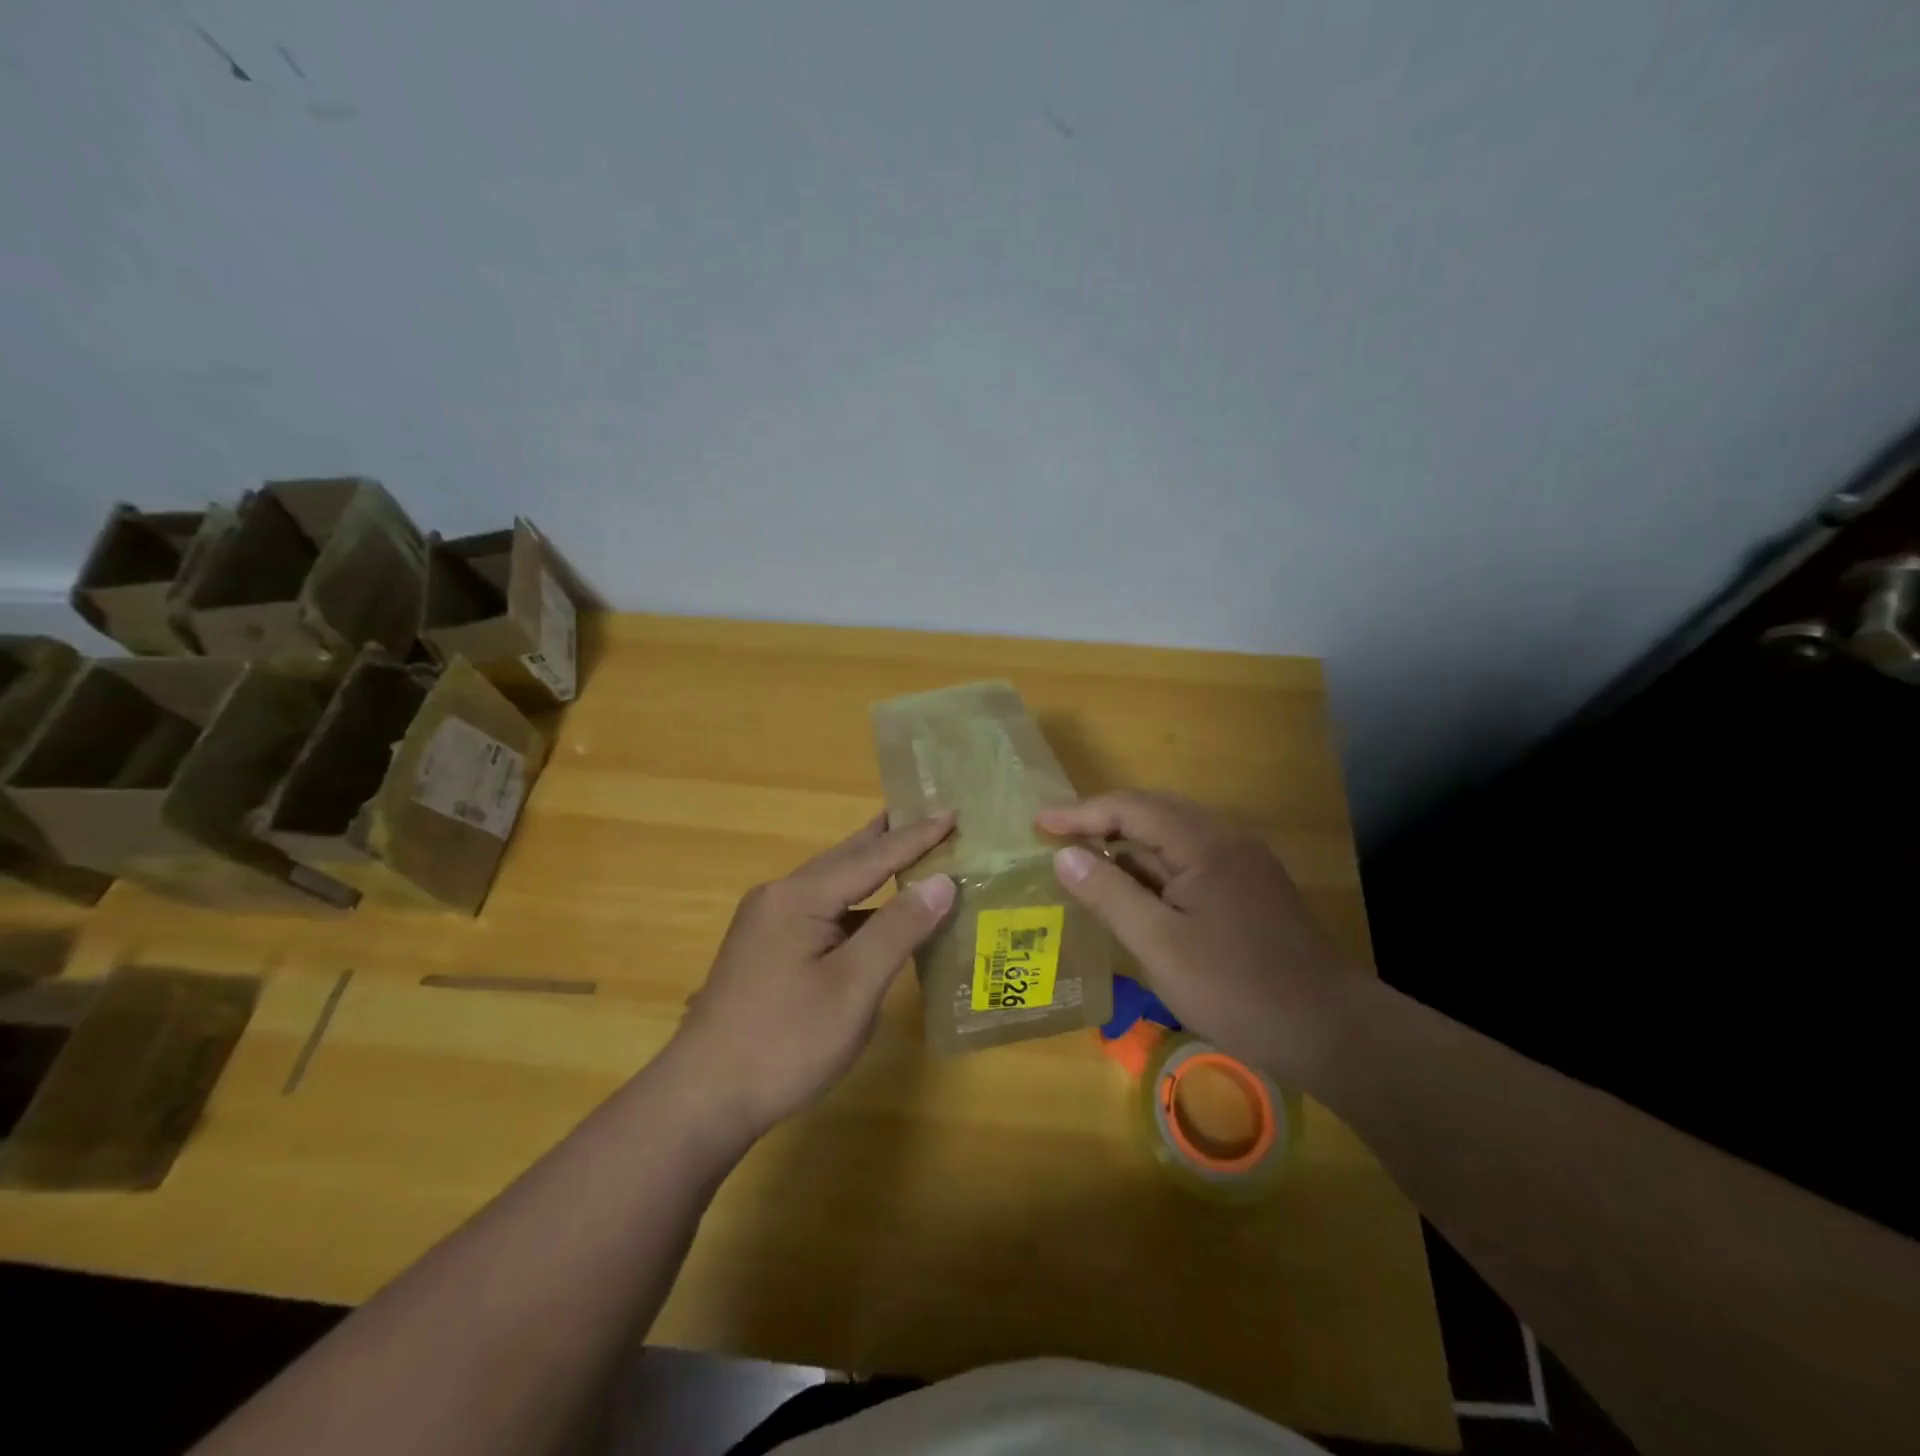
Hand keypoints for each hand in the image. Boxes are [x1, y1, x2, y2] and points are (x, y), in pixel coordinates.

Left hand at [667, 812, 957, 1136]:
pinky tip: (874, 914)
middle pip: (846, 859)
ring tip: (908, 851)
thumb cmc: (786, 1042)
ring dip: (871, 869)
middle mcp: (779, 897)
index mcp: (799, 896)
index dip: (916, 836)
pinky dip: (855, 904)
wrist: (703, 1098)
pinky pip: (820, 910)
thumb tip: (940, 882)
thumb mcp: (853, 987)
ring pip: (831, 885)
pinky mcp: (765, 949)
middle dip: (890, 838)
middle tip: (928, 814)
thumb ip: (898, 929)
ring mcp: (767, 923)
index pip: (872, 856)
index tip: (952, 811)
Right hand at [1036, 791, 1359, 1091]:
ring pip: (1173, 837)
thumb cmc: (1237, 988)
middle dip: (1103, 820)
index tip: (1038, 823)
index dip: (1081, 812)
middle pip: (1154, 811)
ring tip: (1087, 859)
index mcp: (1204, 844)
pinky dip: (1154, 867)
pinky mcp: (1250, 890)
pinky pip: (1190, 862)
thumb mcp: (1160, 944)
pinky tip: (1136, 890)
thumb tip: (1064, 855)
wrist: (1332, 1031)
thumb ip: (1109, 894)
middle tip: (1059, 835)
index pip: (1131, 808)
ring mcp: (1243, 865)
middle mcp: (1226, 840)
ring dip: (1129, 843)